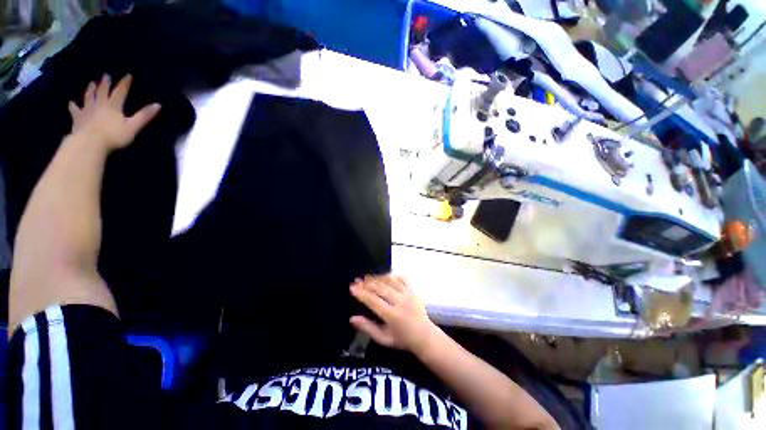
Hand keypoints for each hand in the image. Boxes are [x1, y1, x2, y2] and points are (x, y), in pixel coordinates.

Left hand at [68, 74, 160, 150]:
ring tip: (91, 83)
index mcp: (113, 106)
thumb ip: (144, 116)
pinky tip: (71, 103)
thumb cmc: (113, 135)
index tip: (128, 75)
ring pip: (89, 97)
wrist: (89, 142)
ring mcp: (87, 110)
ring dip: (90, 90)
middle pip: (102, 91)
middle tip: (106, 75)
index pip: (120, 91)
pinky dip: (73, 106)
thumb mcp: (133, 127)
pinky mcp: (78, 118)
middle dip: (105, 83)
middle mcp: (99, 104)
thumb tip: (158, 105)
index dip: (124, 83)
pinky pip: (75, 110)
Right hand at [350, 274, 437, 353]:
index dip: (362, 294)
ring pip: (390, 282)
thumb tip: (352, 318)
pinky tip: (384, 275)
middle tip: (356, 280)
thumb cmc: (402, 339)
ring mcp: (408, 294)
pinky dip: (392, 276)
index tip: (352, 287)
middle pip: (381, 289)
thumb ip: (368, 328)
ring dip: (377, 278)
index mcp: (392, 315)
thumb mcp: (383, 339)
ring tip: (367, 277)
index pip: (373, 301)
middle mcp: (400, 302)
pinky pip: (401, 279)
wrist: (424, 336)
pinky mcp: (413, 291)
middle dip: (367, 283)